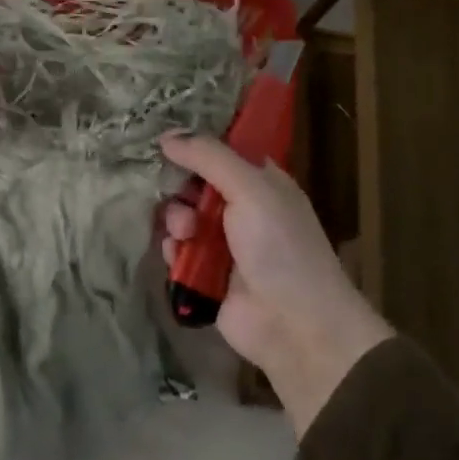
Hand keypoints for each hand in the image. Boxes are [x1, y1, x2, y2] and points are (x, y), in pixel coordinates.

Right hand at [160, 133, 392, 435]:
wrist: (293, 324)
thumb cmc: (280, 247)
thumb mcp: (251, 190)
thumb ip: (209, 158)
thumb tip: (167, 135)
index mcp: (261, 182)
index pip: (221, 152)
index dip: (194, 146)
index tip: (165, 142)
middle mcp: (241, 208)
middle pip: (193, 185)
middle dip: (180, 189)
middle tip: (180, 198)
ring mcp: (222, 243)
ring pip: (180, 217)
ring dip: (176, 222)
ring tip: (186, 235)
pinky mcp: (205, 274)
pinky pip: (176, 251)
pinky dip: (174, 251)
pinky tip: (179, 257)